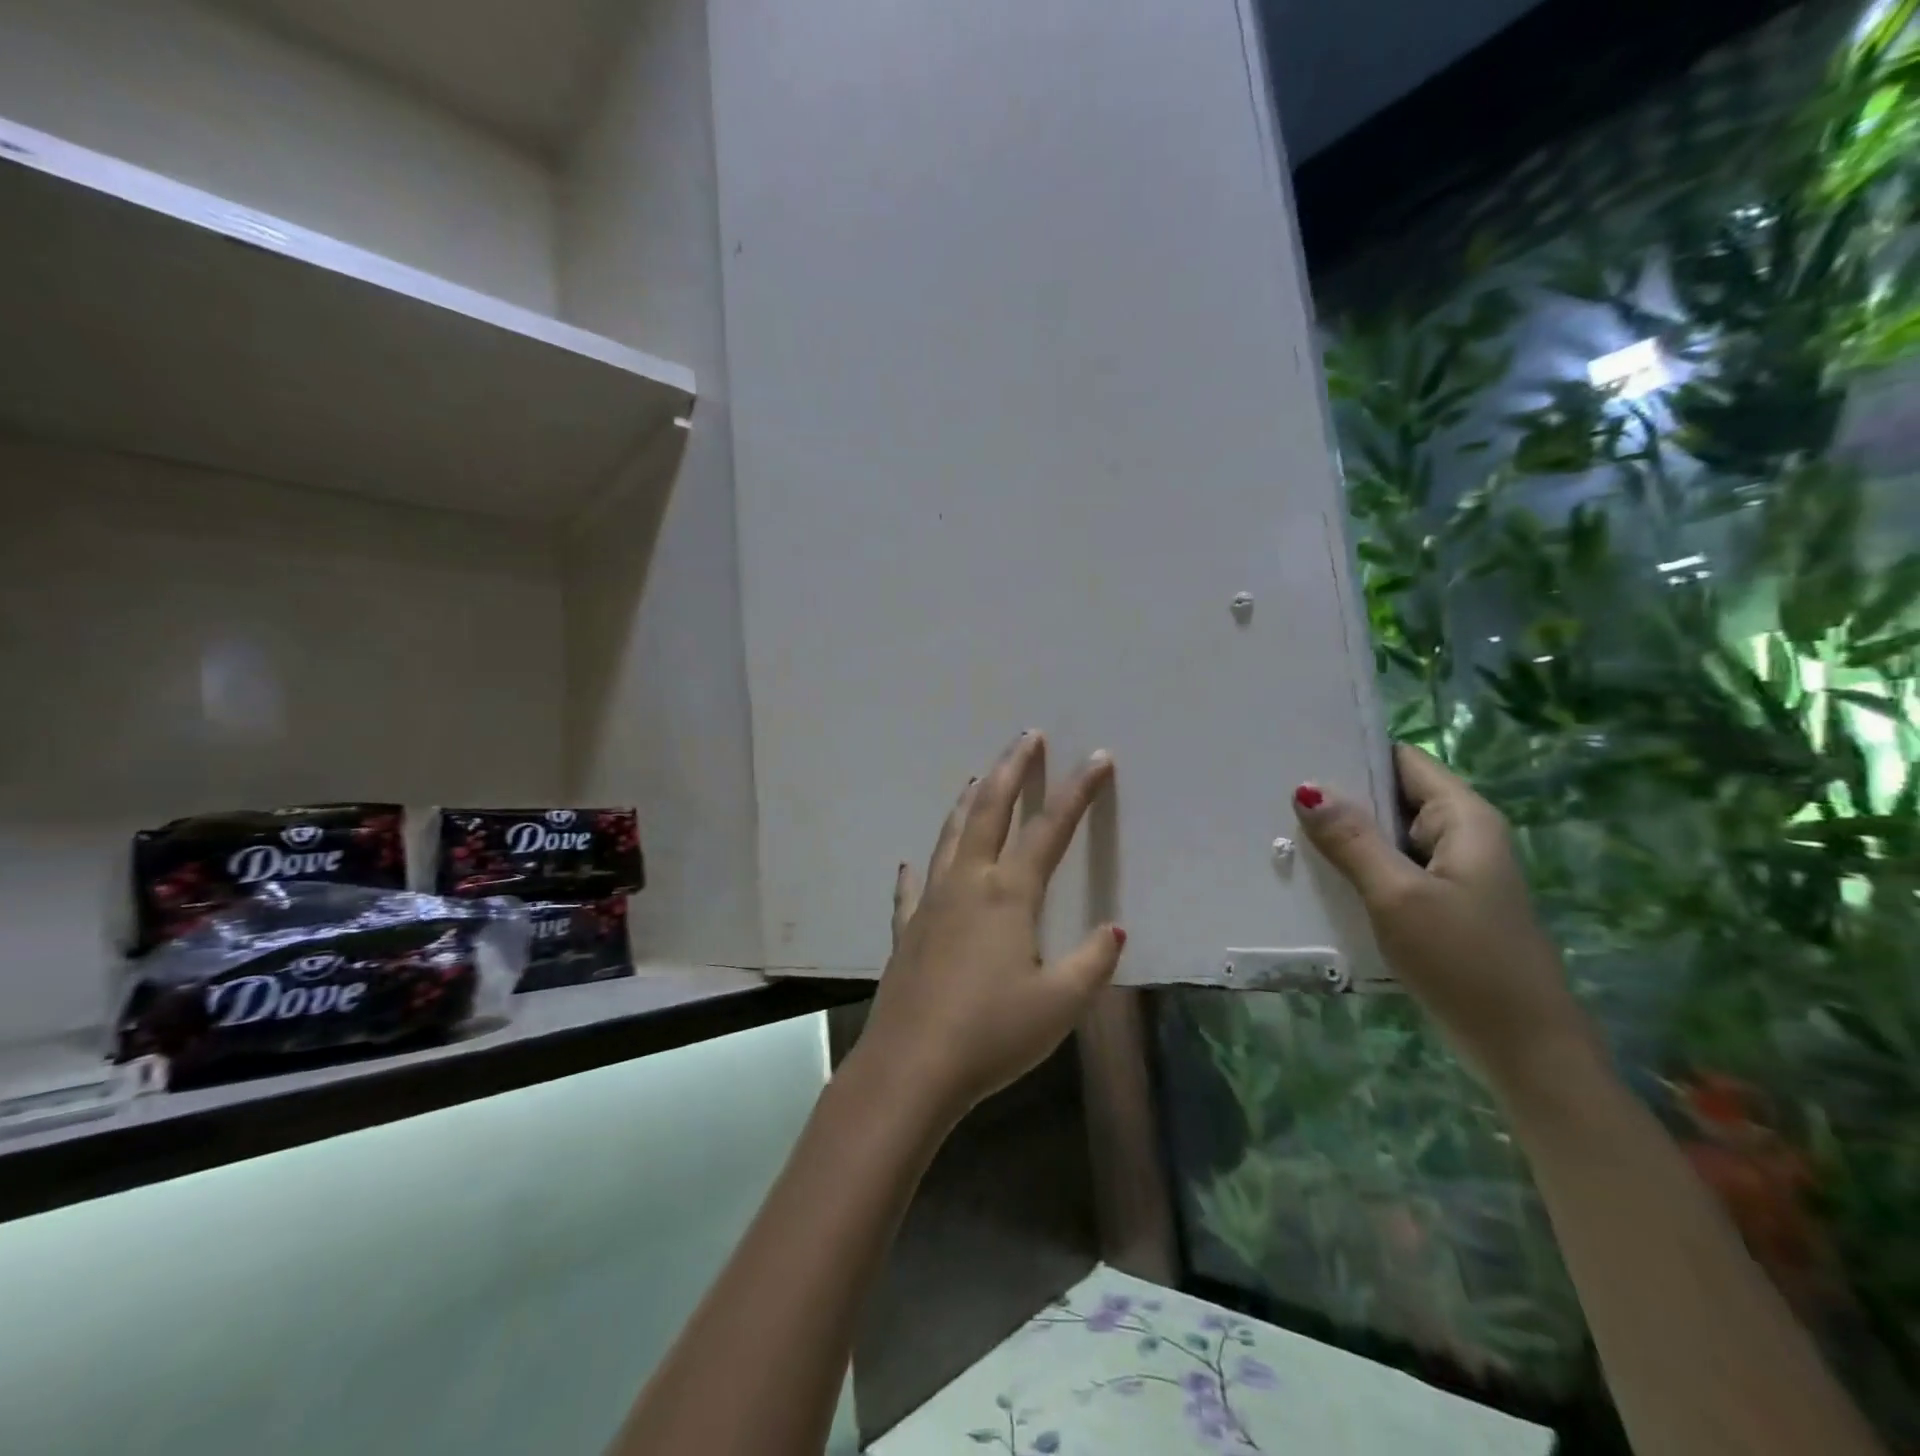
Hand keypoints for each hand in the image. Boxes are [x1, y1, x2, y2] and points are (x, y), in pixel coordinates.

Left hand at [849, 731, 1123, 1126]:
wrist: (911, 1068)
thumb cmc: (991, 1034)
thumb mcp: (1059, 1004)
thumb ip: (1091, 962)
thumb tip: (1114, 929)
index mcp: (1008, 895)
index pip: (1050, 830)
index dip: (1078, 792)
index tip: (1098, 758)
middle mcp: (967, 884)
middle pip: (989, 811)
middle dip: (1011, 770)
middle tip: (1027, 738)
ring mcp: (930, 904)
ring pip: (950, 837)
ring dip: (967, 803)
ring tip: (977, 778)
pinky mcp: (906, 931)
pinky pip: (911, 890)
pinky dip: (918, 870)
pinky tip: (912, 864)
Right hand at [1294, 744, 1598, 1099]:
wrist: (1524, 1050)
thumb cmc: (1465, 963)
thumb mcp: (1399, 897)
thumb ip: (1353, 841)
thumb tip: (1307, 788)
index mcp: (1463, 819)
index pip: (1402, 761)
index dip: (1354, 751)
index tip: (1297, 750)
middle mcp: (1460, 835)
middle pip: (1392, 796)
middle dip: (1339, 796)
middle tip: (1273, 793)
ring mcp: (1450, 872)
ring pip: (1387, 836)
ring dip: (1343, 835)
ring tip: (1280, 827)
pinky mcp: (1438, 904)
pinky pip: (1390, 869)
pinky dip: (1356, 867)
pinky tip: (1314, 874)